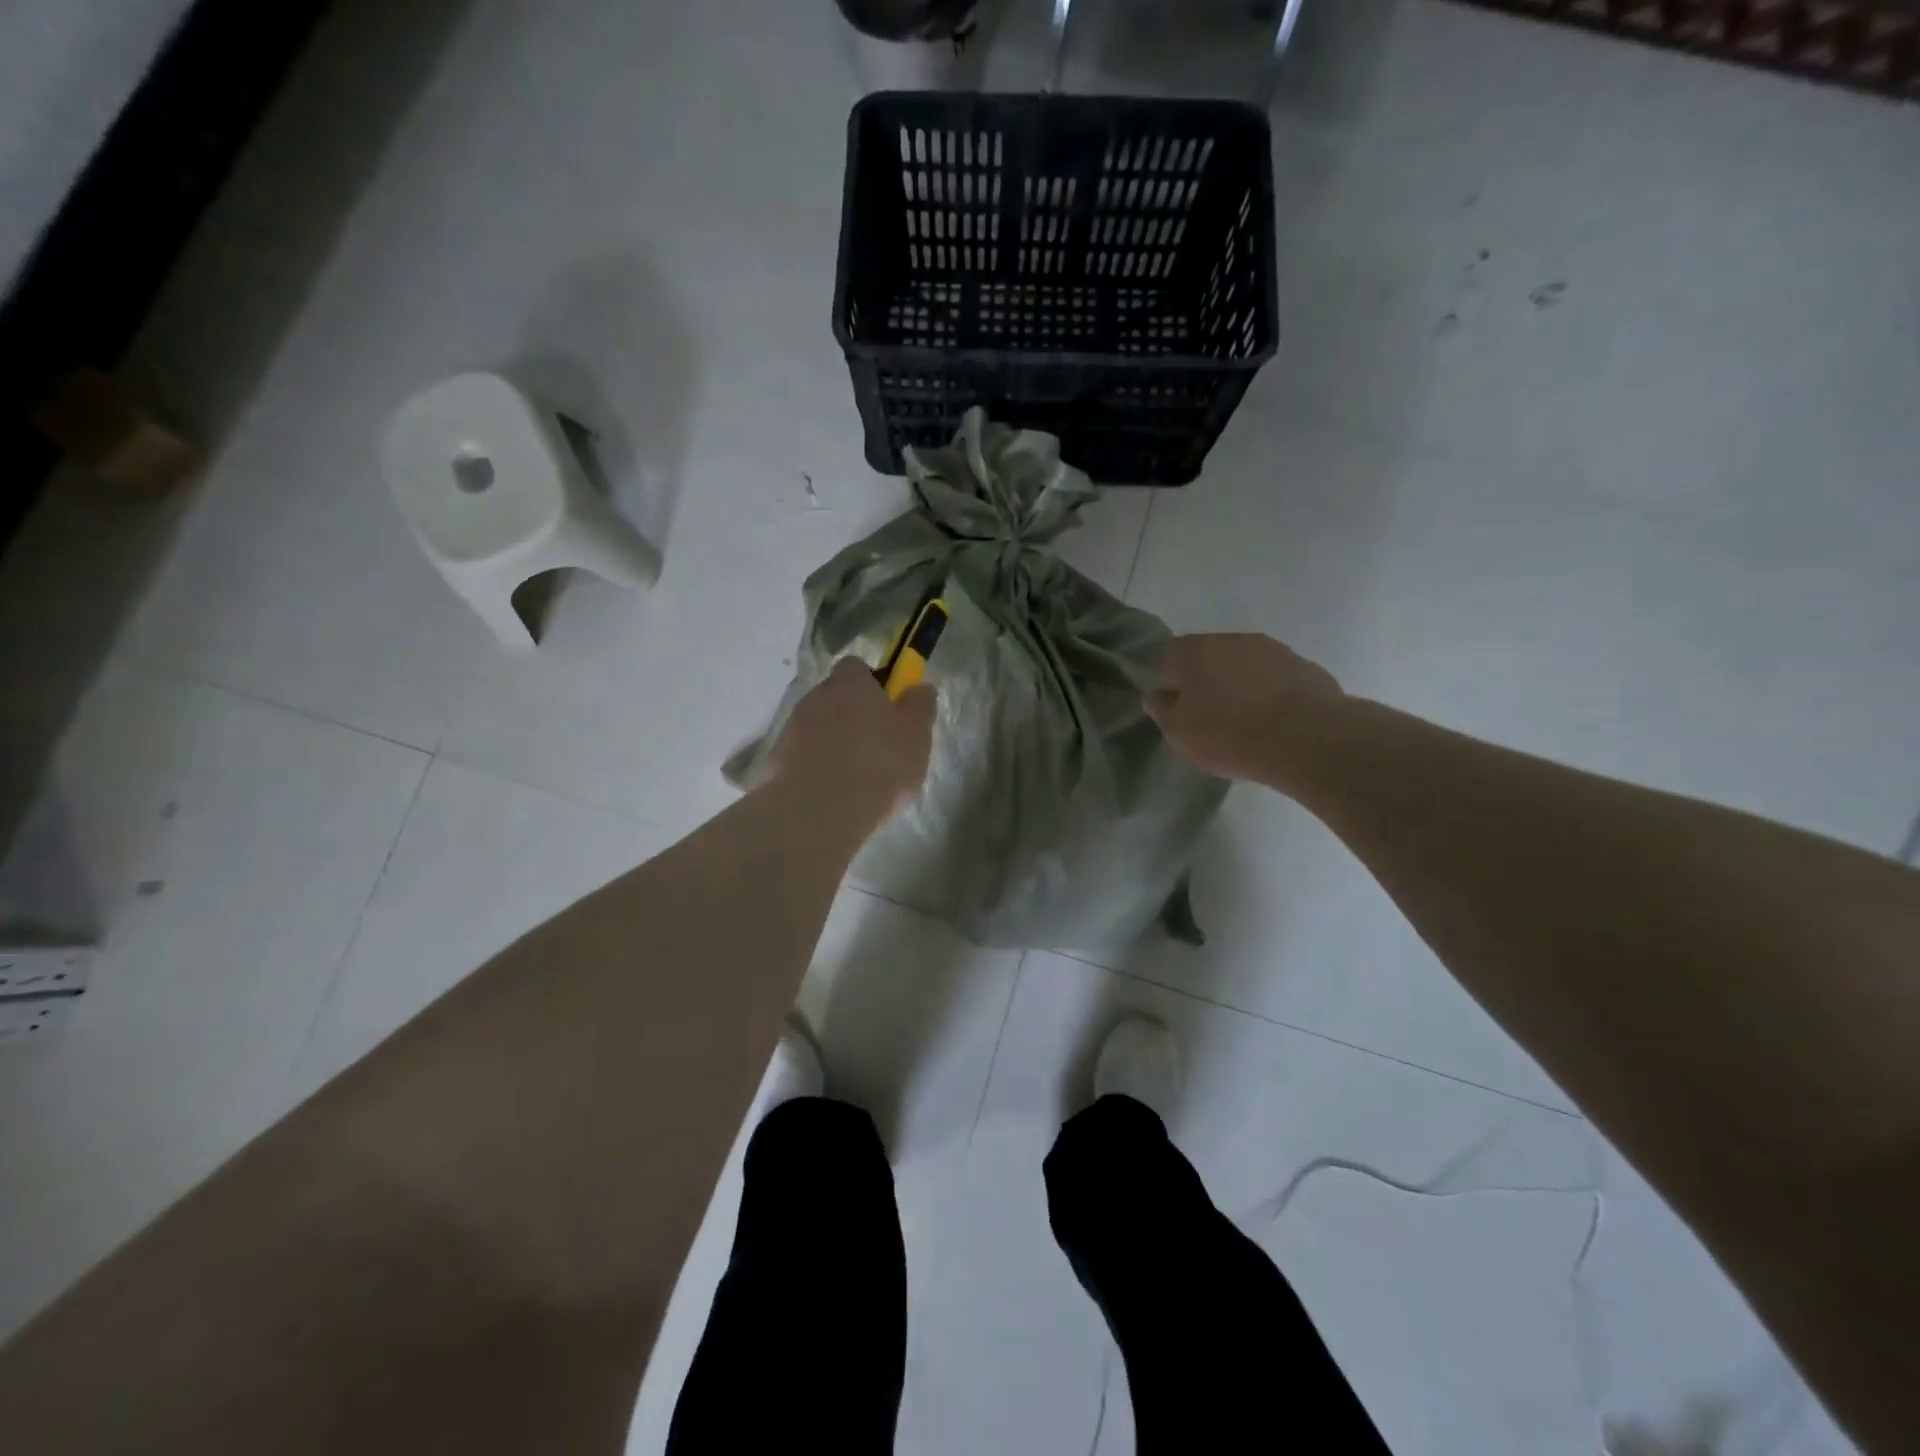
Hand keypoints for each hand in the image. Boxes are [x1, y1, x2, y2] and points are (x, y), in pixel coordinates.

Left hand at [770, 659, 936, 826]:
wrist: (820, 810)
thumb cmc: (878, 764)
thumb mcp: (916, 735)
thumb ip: (920, 706)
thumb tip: (918, 687)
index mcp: (850, 682)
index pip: (857, 667)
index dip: (874, 684)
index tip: (889, 707)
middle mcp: (816, 696)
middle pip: (836, 697)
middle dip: (853, 715)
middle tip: (876, 744)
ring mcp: (791, 728)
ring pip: (818, 727)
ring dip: (833, 741)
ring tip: (855, 774)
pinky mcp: (776, 761)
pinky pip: (802, 755)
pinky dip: (816, 766)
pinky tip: (833, 791)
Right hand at [1144, 633, 1342, 786]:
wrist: (1307, 738)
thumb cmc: (1229, 734)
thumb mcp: (1178, 733)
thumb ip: (1161, 709)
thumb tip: (1158, 694)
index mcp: (1195, 650)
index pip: (1168, 655)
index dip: (1165, 678)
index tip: (1171, 703)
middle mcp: (1233, 639)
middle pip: (1208, 656)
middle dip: (1204, 679)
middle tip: (1205, 712)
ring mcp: (1273, 649)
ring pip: (1244, 664)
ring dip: (1239, 683)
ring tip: (1243, 718)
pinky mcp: (1305, 666)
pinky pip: (1275, 678)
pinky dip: (1269, 692)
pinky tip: (1273, 720)